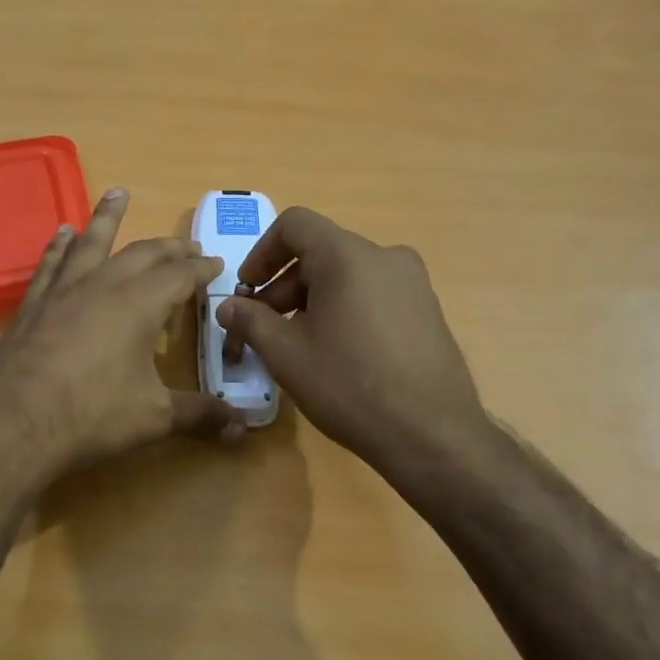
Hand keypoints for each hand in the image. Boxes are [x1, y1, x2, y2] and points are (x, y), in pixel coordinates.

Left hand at [0, 188, 241, 486]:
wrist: (14, 425)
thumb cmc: (92, 417)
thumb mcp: (154, 418)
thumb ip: (200, 416)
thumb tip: (242, 428)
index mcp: (139, 305)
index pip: (179, 276)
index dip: (201, 268)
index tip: (215, 262)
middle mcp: (103, 286)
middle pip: (142, 254)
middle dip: (169, 247)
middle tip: (187, 245)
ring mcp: (63, 291)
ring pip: (91, 243)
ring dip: (108, 218)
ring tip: (118, 194)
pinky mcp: (33, 305)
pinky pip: (51, 264)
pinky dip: (60, 245)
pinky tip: (63, 233)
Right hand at [216, 206, 490, 477]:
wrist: (431, 434)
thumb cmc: (349, 385)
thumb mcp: (286, 354)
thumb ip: (250, 321)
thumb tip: (228, 307)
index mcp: (348, 256)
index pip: (294, 225)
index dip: (261, 253)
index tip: (247, 290)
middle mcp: (385, 256)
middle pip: (321, 252)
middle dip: (283, 285)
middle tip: (264, 327)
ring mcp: (413, 283)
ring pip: (347, 275)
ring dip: (312, 299)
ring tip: (298, 345)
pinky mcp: (427, 310)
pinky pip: (373, 294)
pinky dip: (344, 309)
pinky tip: (338, 353)